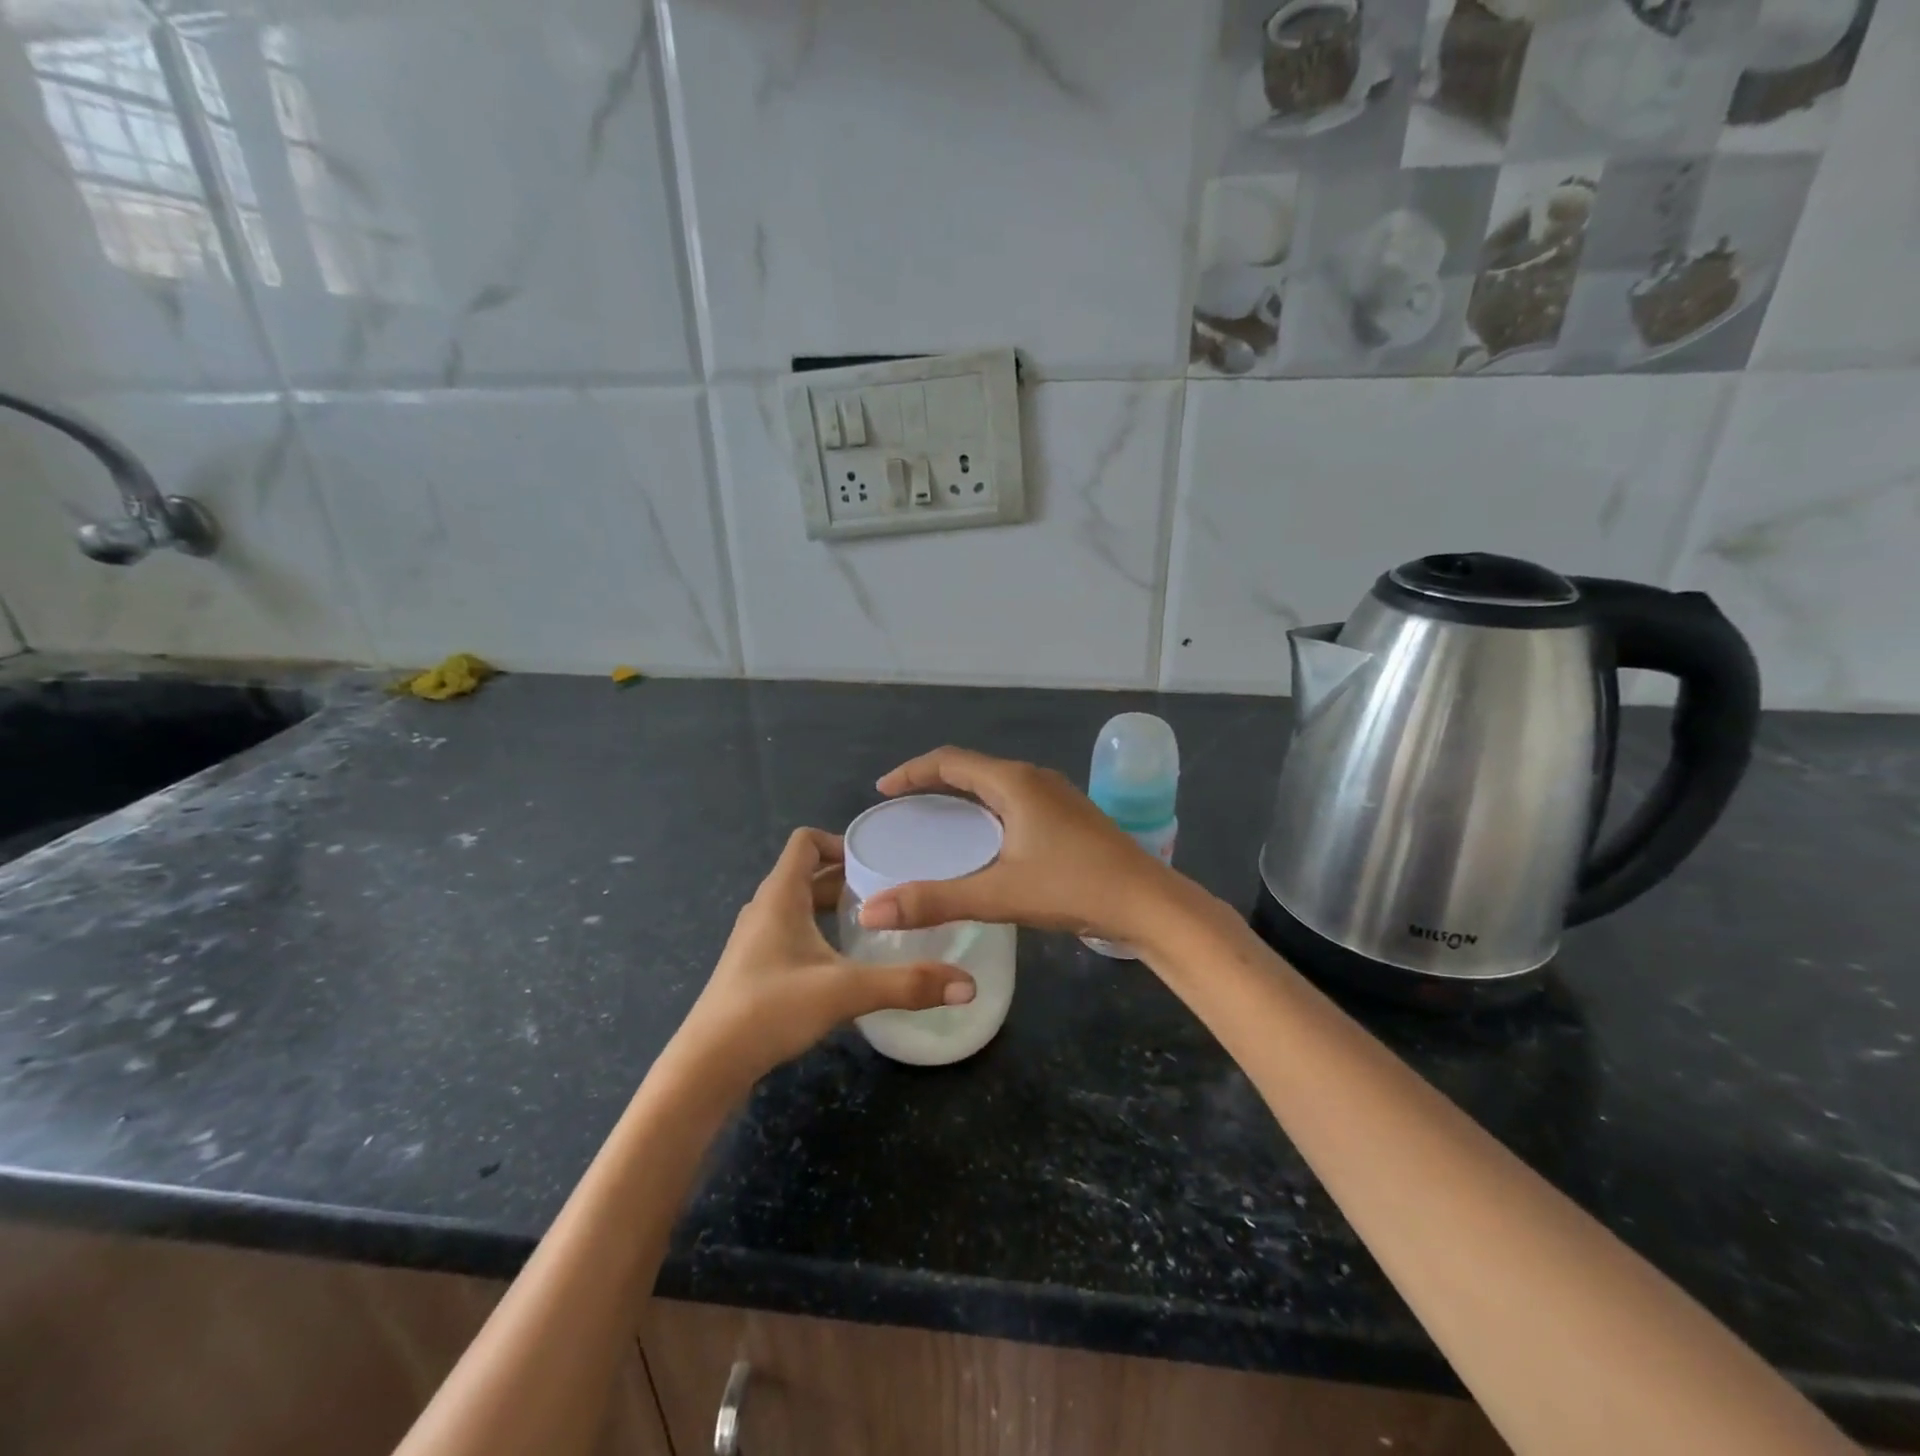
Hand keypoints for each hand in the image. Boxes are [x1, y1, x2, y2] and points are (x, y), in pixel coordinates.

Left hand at [670, 828, 976, 1091]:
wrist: (707, 1066)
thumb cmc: (771, 1008)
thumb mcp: (846, 991)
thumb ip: (908, 984)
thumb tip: (968, 986)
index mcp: (779, 895)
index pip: (805, 841)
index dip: (839, 841)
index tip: (876, 861)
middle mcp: (764, 909)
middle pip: (805, 873)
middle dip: (845, 877)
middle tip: (888, 891)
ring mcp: (754, 940)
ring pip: (798, 906)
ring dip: (830, 906)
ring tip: (872, 923)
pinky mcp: (752, 968)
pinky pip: (790, 932)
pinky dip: (817, 932)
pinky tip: (842, 962)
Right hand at [858, 748, 1180, 945]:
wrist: (1150, 904)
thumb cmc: (1074, 888)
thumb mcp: (999, 894)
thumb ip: (935, 901)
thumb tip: (871, 912)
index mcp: (1014, 783)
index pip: (949, 761)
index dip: (911, 771)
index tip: (882, 790)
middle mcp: (1035, 779)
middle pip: (972, 769)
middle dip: (933, 783)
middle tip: (903, 809)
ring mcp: (1057, 796)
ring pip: (996, 786)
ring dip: (962, 797)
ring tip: (936, 823)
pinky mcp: (1069, 817)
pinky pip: (1014, 801)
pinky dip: (986, 812)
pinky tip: (985, 842)